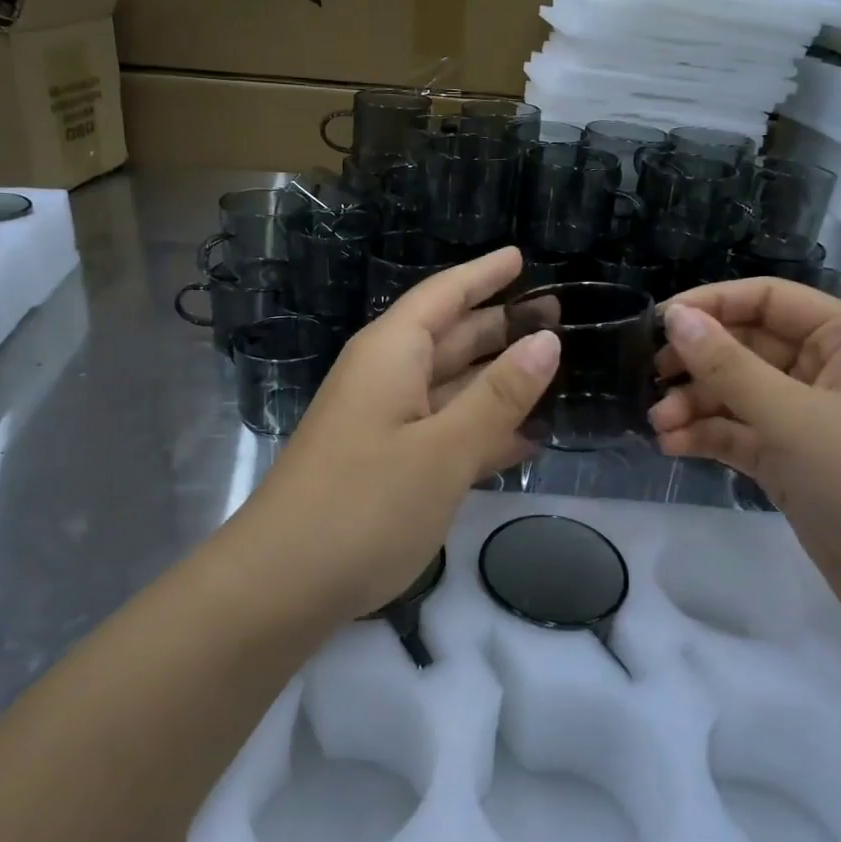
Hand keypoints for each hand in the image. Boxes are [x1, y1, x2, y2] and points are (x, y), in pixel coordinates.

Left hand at [228, 247, 558, 620]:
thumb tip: (546, 340)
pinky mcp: (388, 465)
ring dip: (498, 380)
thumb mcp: (443, 449)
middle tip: (558, 315)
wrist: (282, 584)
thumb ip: (498, 396)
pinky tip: (525, 439)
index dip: (482, 275)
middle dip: (499, 325)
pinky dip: (481, 430)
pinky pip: (443, 431)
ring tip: (553, 370)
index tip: (521, 256)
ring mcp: (385, 424)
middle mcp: (386, 379)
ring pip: (451, 387)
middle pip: (450, 338)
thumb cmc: (365, 505)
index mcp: (392, 355)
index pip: (442, 296)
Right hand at [648, 277, 840, 632]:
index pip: (767, 299)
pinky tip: (672, 446)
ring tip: (658, 425)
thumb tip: (674, 317)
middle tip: (651, 379)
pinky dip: (707, 436)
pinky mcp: (791, 460)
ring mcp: (806, 418)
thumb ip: (727, 365)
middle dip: (698, 363)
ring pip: (737, 393)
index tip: (658, 323)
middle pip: (746, 346)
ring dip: (695, 404)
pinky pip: (739, 433)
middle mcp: (824, 370)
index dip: (712, 304)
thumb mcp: (792, 417)